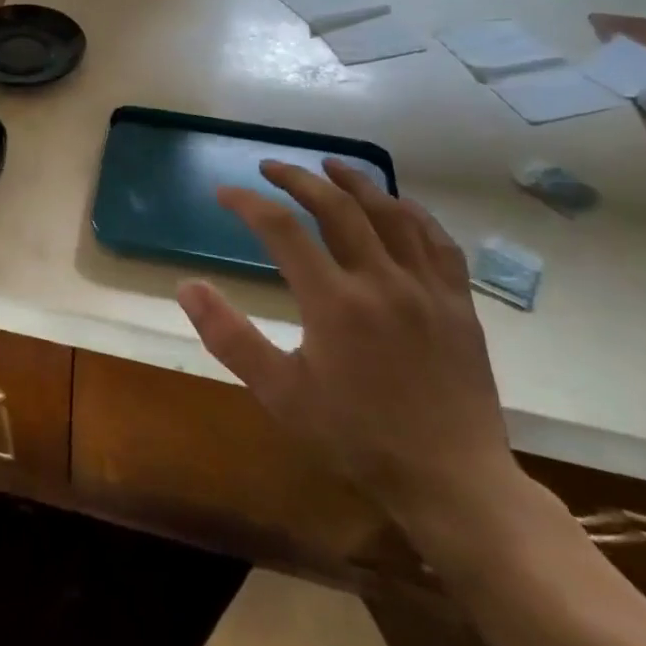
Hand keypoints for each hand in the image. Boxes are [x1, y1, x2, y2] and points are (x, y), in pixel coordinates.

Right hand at [177, 159, 519, 535]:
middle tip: (270, 167)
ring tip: (330, 164)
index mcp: (334, 301)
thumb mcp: (280, 393)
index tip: (225, 192)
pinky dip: (412, 212)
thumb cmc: (356, 438)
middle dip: (298, 179)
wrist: (451, 481)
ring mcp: (426, 289)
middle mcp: (381, 281)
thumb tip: (186, 286)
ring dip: (356, 182)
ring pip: (391, 213)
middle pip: (337, 207)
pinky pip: (437, 241)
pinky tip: (396, 203)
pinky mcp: (459, 303)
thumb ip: (229, 336)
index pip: (281, 230)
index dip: (248, 203)